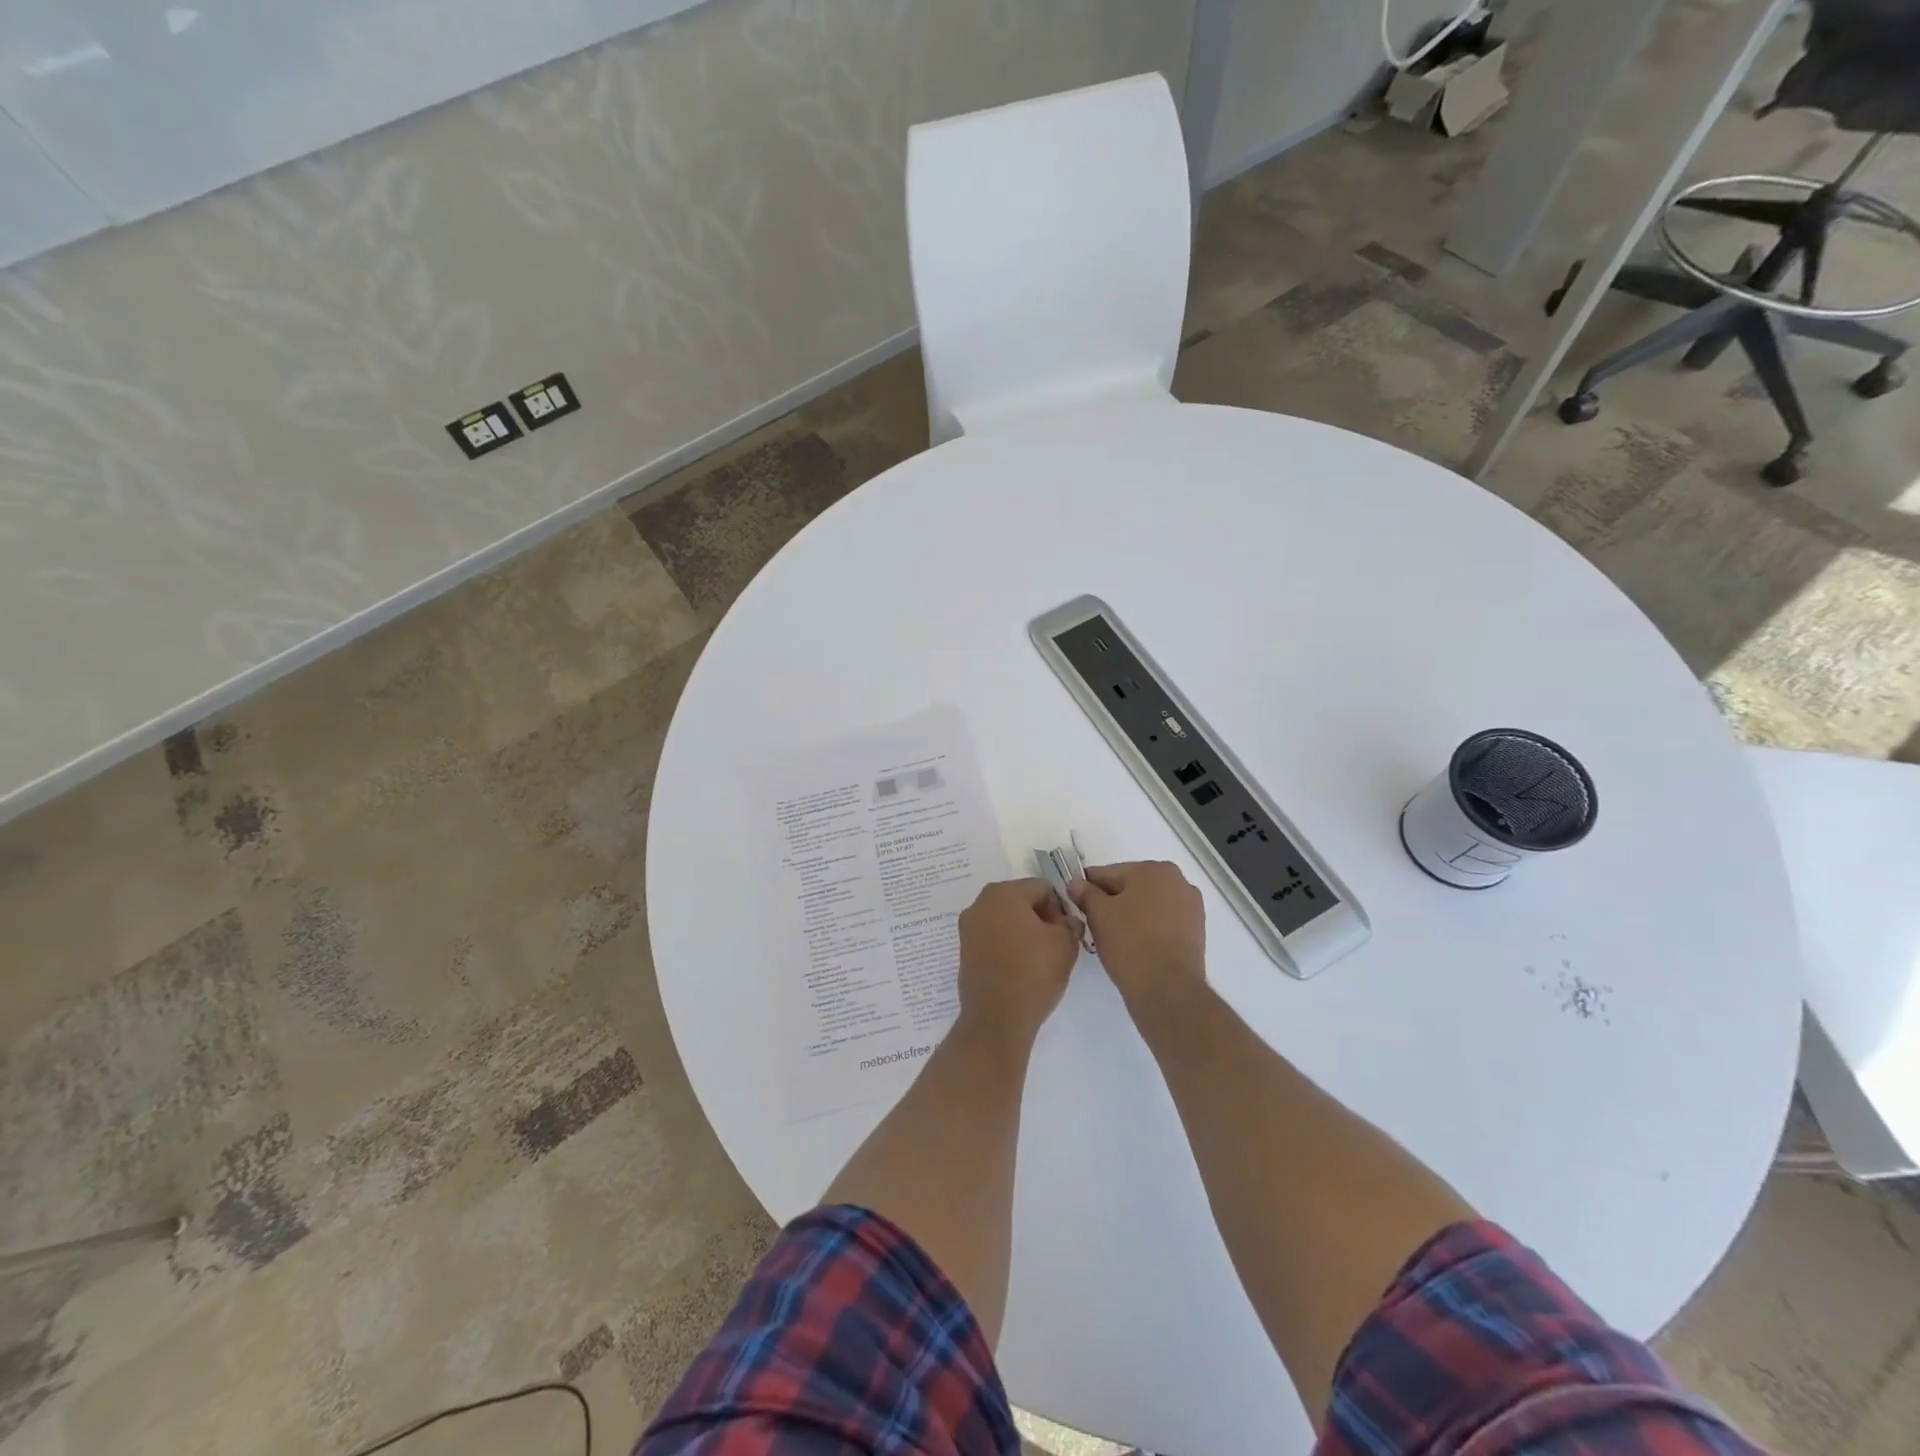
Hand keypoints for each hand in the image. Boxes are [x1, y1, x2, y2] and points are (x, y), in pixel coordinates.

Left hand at [956, 879, 1081, 1044]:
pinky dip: (1008, 946)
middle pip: (1021, 900)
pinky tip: (1020, 968)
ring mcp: (968, 928)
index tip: (1067, 932)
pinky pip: (993, 938)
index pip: (1042, 888)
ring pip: (1006, 920)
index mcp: (1003, 893)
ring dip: (1024, 931)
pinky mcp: (964, 951)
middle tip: (1055, 945)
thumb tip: (1066, 921)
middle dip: (1040, 917)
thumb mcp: (1066, 943)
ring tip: (1039, 959)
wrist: (997, 1019)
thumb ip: (1070, 923)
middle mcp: (980, 904)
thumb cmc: (1033, 972)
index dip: (1060, 908)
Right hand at [1070, 861, 1205, 1015]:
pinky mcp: (1196, 931)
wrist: (1167, 988)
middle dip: (1112, 900)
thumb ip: (1085, 893)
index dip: (1088, 887)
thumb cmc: (1129, 943)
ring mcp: (1191, 907)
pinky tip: (1134, 945)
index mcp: (1154, 869)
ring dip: (1130, 914)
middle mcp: (1179, 881)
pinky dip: (1148, 928)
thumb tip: (1076, 883)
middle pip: (1132, 886)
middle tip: (1093, 922)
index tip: (1075, 900)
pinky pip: (1163, 922)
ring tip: (1113, 937)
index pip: (1110, 873)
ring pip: (1149, 905)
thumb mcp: (1098, 914)